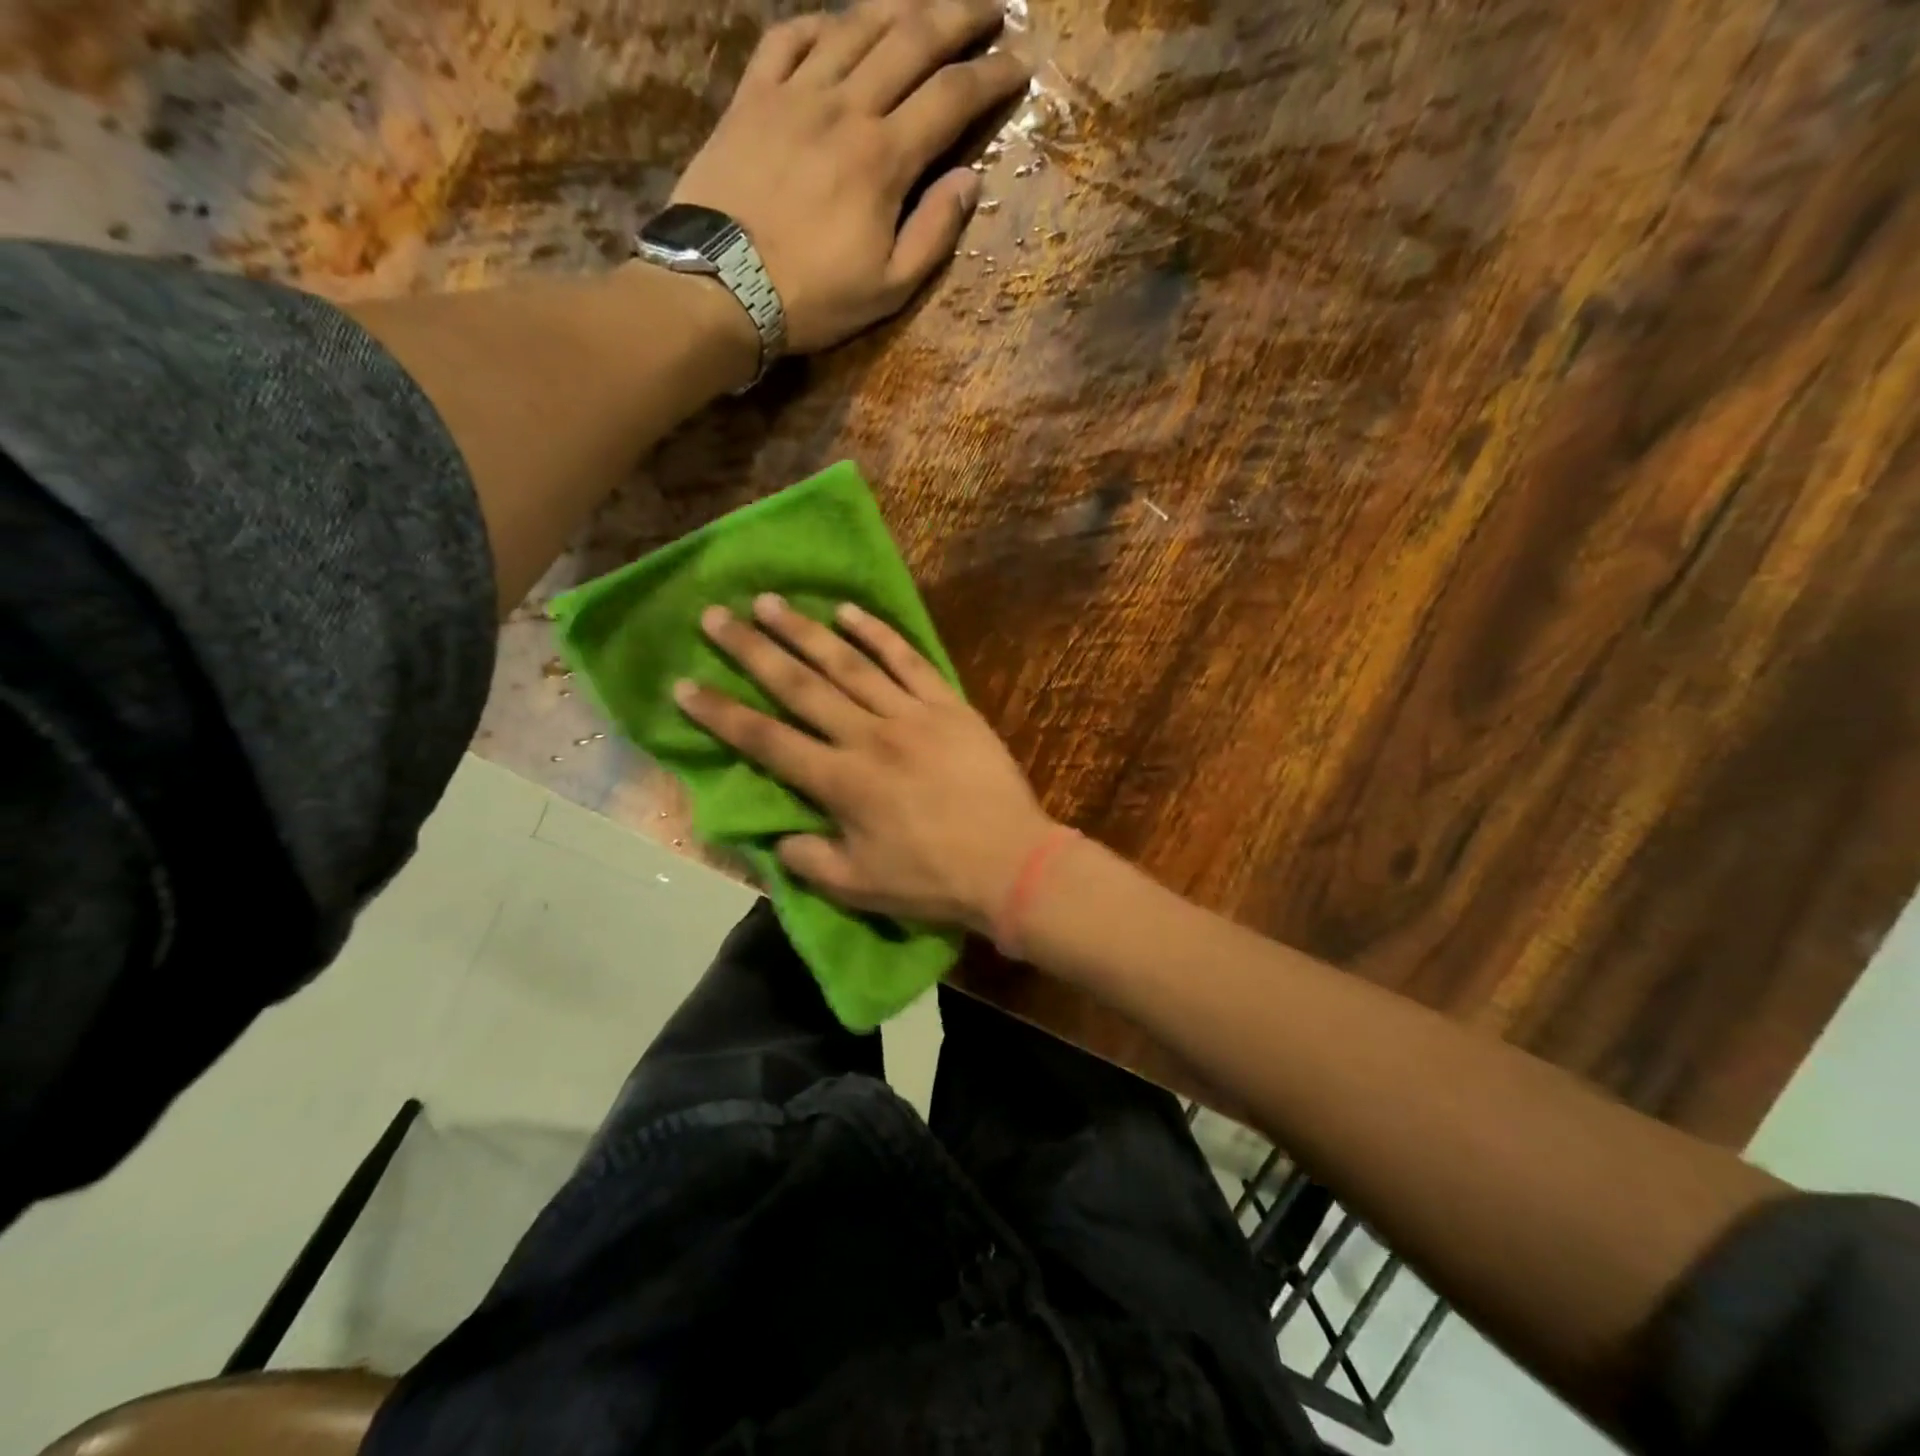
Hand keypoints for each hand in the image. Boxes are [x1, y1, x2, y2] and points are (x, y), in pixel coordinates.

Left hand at [669, 0, 1028, 352]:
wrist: (721, 288)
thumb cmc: (813, 299)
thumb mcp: (888, 289)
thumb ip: (933, 233)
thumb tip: (971, 180)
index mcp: (884, 158)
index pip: (952, 98)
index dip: (992, 76)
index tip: (1020, 63)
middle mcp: (845, 107)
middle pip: (911, 39)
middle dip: (958, 17)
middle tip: (990, 7)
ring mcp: (794, 94)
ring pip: (855, 25)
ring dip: (899, 5)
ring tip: (926, 3)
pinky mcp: (751, 98)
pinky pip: (790, 37)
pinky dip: (820, 23)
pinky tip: (839, 25)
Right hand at [674, 594, 1055, 932]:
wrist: (1012, 862)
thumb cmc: (933, 879)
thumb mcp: (859, 886)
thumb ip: (808, 859)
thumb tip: (775, 837)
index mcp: (841, 782)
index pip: (766, 740)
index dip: (721, 714)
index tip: (684, 685)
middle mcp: (868, 737)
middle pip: (800, 686)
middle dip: (752, 651)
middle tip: (716, 616)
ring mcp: (911, 715)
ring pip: (849, 663)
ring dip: (806, 631)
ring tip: (769, 602)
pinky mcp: (949, 705)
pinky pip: (908, 661)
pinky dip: (878, 635)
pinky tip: (849, 612)